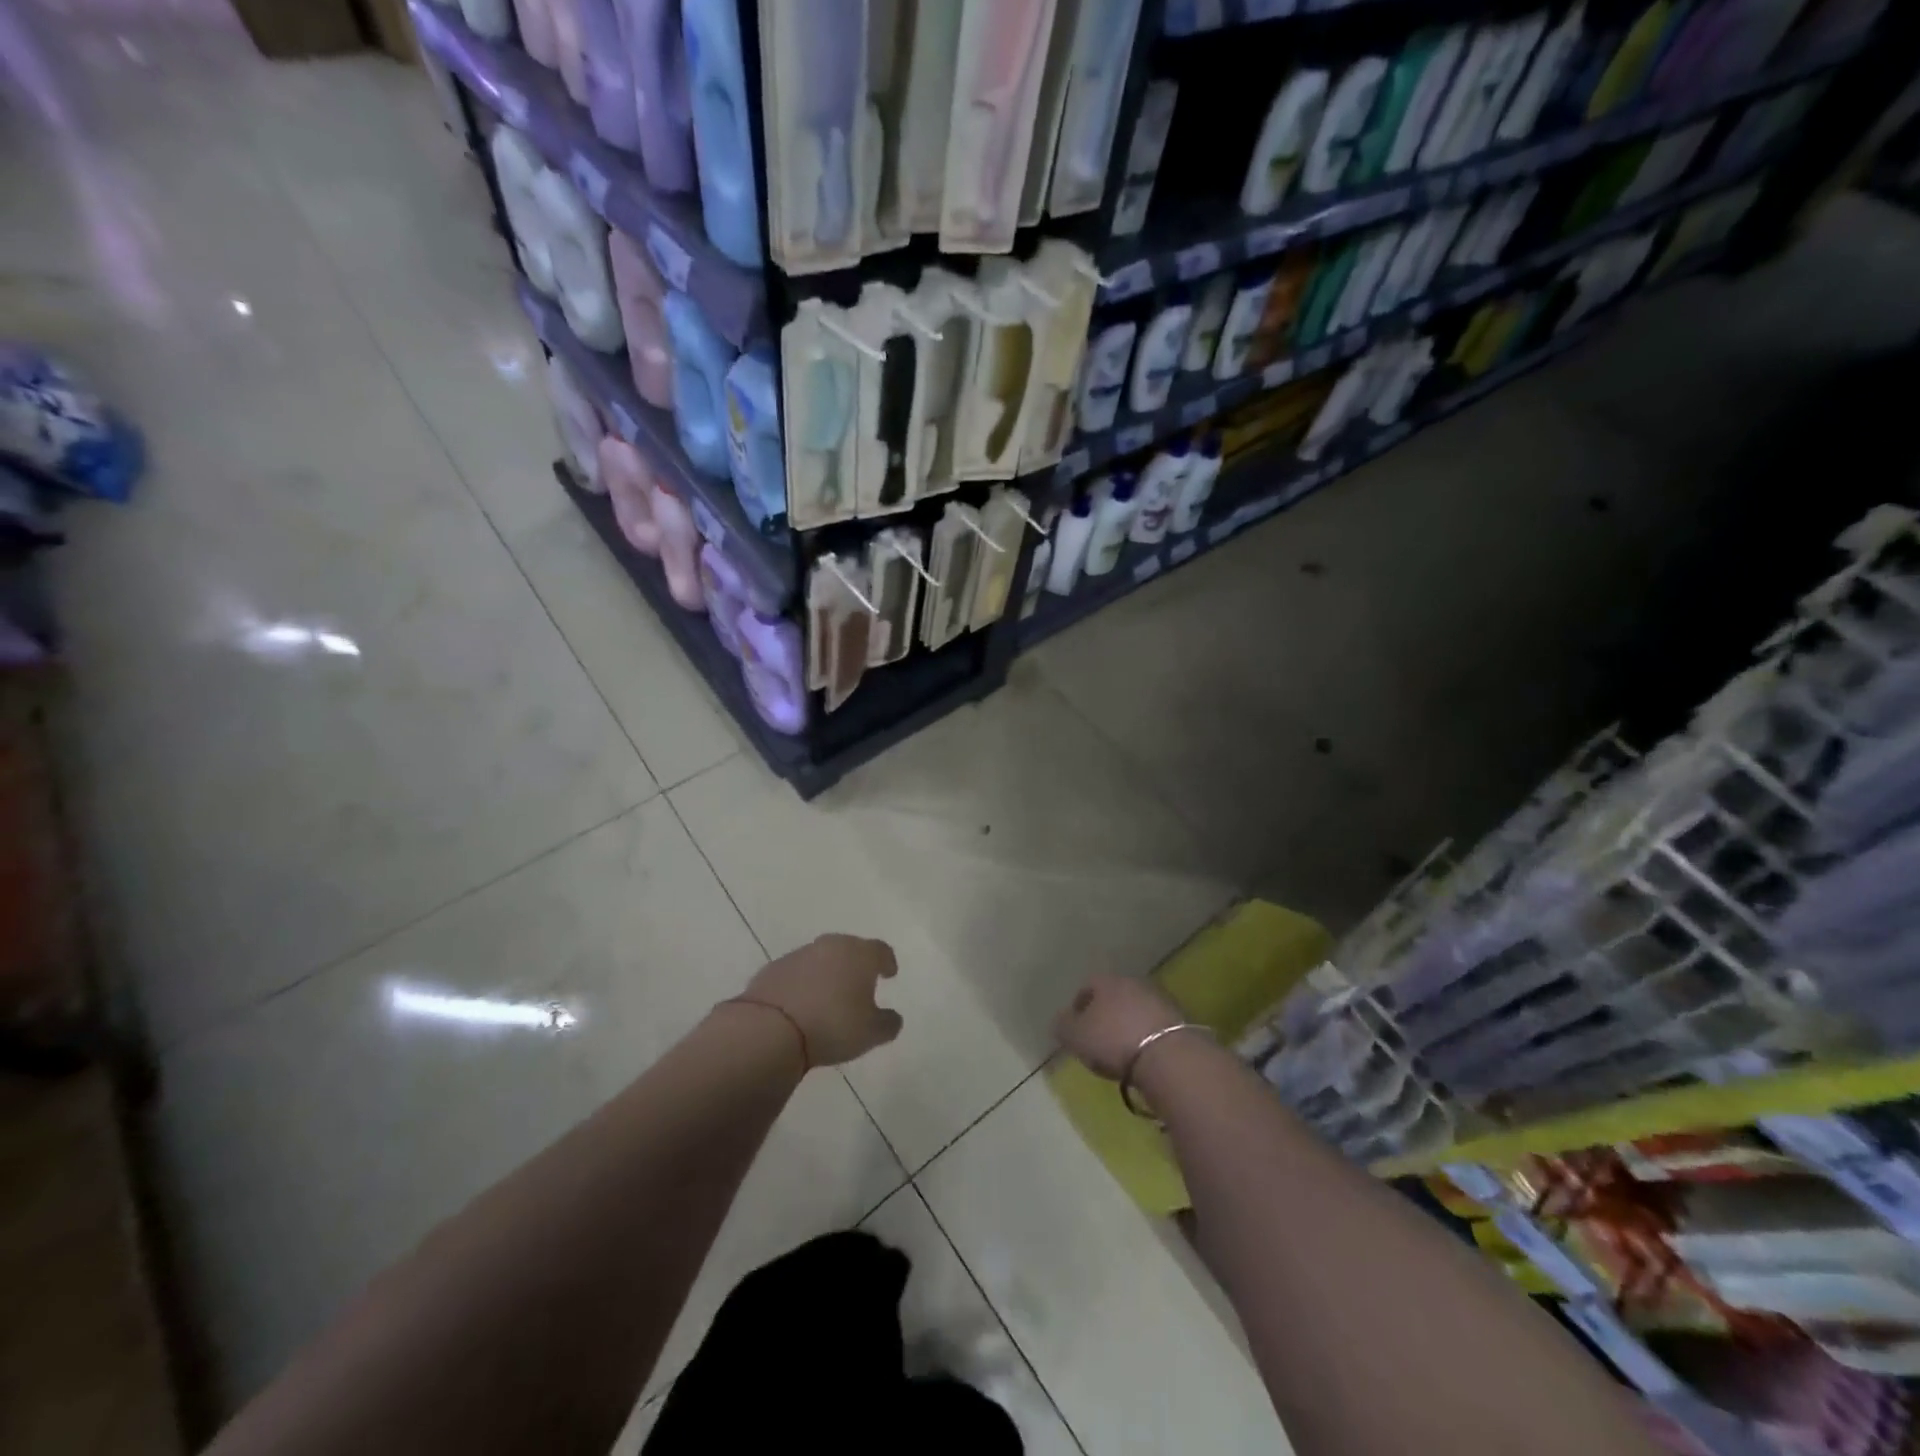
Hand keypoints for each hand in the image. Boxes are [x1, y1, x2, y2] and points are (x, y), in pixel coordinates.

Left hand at [741, 934, 902, 1067]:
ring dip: (828, 973)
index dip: (887, 962)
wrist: (771, 1028)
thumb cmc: (833, 1025)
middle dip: (856, 964)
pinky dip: (803, 983)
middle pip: (850, 949)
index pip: (880, 950)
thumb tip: (892, 1017)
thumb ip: (888, 1023)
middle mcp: (831, 946)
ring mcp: (799, 954)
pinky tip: (802, 1004)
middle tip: (859, 983)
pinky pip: (796, 972)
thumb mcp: (871, 1033)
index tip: (889, 973)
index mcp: (860, 954)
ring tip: (829, 996)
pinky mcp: (773, 968)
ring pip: (821, 959)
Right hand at [1053, 974, 1185, 1079]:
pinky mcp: (1181, 1019)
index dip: (1079, 1006)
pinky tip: (1144, 1056)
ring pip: (1136, 1009)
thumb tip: (1061, 1021)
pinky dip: (1147, 1036)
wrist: (1169, 1056)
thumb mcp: (1076, 1037)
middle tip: (1099, 1038)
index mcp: (1107, 981)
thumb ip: (1063, 1026)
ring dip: (1129, 1024)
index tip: (1076, 1028)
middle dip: (1106, 1014)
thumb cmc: (1114, 1041)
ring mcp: (1160, 998)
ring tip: (1123, 1050)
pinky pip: (1155, 1025)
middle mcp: (1133, 982)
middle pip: (1114, 995)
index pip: (1087, 986)